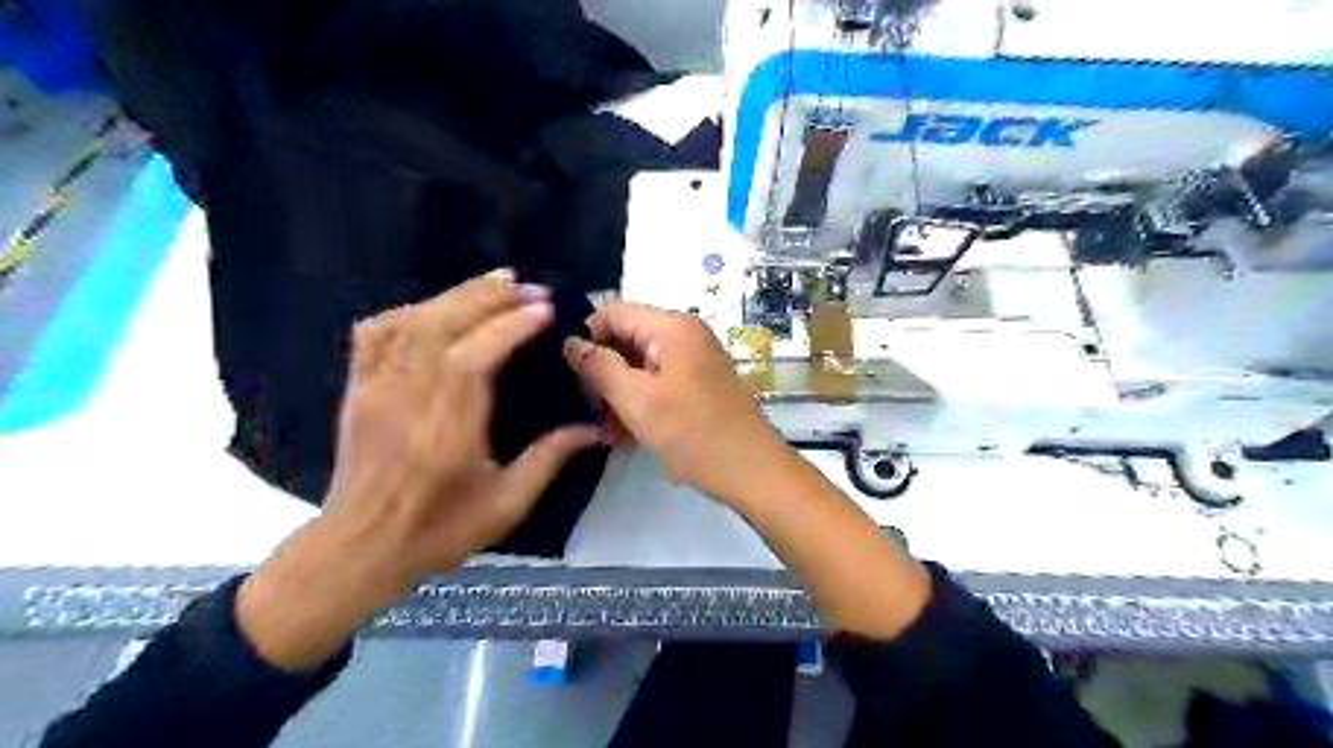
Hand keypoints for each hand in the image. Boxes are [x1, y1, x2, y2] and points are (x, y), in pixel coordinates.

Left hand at [236, 274, 594, 670]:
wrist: (359, 548)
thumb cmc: (438, 529)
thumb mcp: (506, 504)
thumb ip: (548, 460)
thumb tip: (591, 429)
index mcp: (449, 423)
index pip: (479, 354)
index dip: (512, 324)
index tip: (544, 309)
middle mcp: (410, 393)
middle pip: (445, 323)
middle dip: (489, 297)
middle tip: (526, 285)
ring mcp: (378, 386)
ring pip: (413, 320)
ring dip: (454, 294)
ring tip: (492, 284)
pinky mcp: (360, 388)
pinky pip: (375, 333)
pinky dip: (406, 311)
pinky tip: (431, 308)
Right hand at [561, 300, 789, 510]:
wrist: (752, 470)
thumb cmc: (692, 434)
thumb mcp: (636, 400)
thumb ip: (599, 367)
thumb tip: (570, 343)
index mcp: (672, 327)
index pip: (613, 312)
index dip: (586, 338)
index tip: (571, 375)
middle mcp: (686, 334)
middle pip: (628, 339)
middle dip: (604, 373)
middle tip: (589, 411)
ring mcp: (696, 358)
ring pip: (642, 365)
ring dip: (620, 394)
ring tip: (608, 433)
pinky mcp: (701, 382)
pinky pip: (660, 381)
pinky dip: (642, 402)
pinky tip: (628, 435)